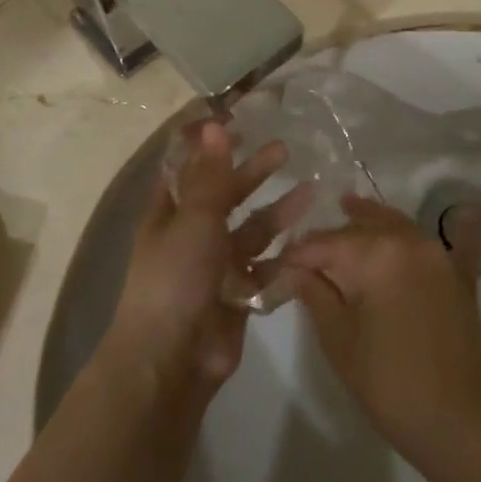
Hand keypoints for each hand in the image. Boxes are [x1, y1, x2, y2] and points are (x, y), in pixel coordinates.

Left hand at [102, 121, 310, 396]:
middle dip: (254, 173)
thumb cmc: (175, 278)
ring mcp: (216, 266)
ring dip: (277, 212)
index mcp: (170, 212)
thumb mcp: (194, 219)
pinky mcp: (238, 294)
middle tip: (286, 150)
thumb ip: (211, 175)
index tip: (238, 122)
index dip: (210, 146)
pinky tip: (310, 241)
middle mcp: (191, 234)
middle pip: (226, 195)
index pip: (190, 168)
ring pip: (251, 231)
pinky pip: (264, 268)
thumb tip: (213, 124)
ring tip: (311, 191)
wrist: (173, 359)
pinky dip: (284, 256)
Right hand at [281, 194, 480, 472]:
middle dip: (332, 237)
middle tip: (306, 252)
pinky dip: (446, 227)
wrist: (463, 426)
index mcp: (377, 253)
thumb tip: (293, 269)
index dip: (298, 254)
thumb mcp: (340, 340)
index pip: (326, 243)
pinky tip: (460, 202)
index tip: (277, 265)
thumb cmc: (391, 385)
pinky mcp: (460, 278)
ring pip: (398, 226)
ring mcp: (440, 257)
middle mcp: (410, 241)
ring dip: (371, 221)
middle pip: (362, 227)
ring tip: (348, 211)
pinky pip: (452, 242)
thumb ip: (315, 294)